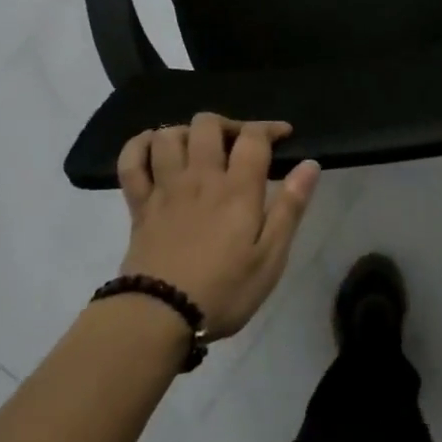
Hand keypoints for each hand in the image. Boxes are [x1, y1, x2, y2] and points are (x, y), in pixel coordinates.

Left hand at [116, 115, 319, 338]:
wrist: (159, 316)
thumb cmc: (224, 290)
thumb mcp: (271, 257)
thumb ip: (290, 207)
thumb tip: (310, 165)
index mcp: (237, 189)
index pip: (253, 137)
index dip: (270, 128)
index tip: (283, 135)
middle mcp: (200, 178)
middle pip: (208, 125)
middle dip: (227, 125)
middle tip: (238, 145)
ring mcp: (165, 188)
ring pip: (168, 135)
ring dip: (186, 133)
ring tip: (198, 149)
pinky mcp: (139, 205)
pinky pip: (131, 161)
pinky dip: (139, 145)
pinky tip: (153, 148)